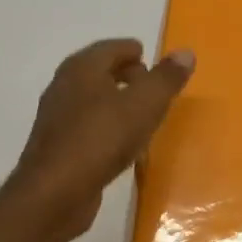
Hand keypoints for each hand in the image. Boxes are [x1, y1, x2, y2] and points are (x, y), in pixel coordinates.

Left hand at [7, 38, 195, 241]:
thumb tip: (186, 52)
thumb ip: (166, 79)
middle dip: (125, 76)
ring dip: (116, 104)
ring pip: (92, 102)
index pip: (111, 48)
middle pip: (99, 73)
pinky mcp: (58, 148)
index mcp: (82, 68)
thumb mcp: (144, 105)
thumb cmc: (101, 139)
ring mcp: (57, 119)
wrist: (55, 193)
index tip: (151, 60)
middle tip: (151, 88)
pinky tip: (122, 147)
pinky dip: (107, 129)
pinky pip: (88, 128)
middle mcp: (64, 87)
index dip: (133, 51)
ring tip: (142, 117)